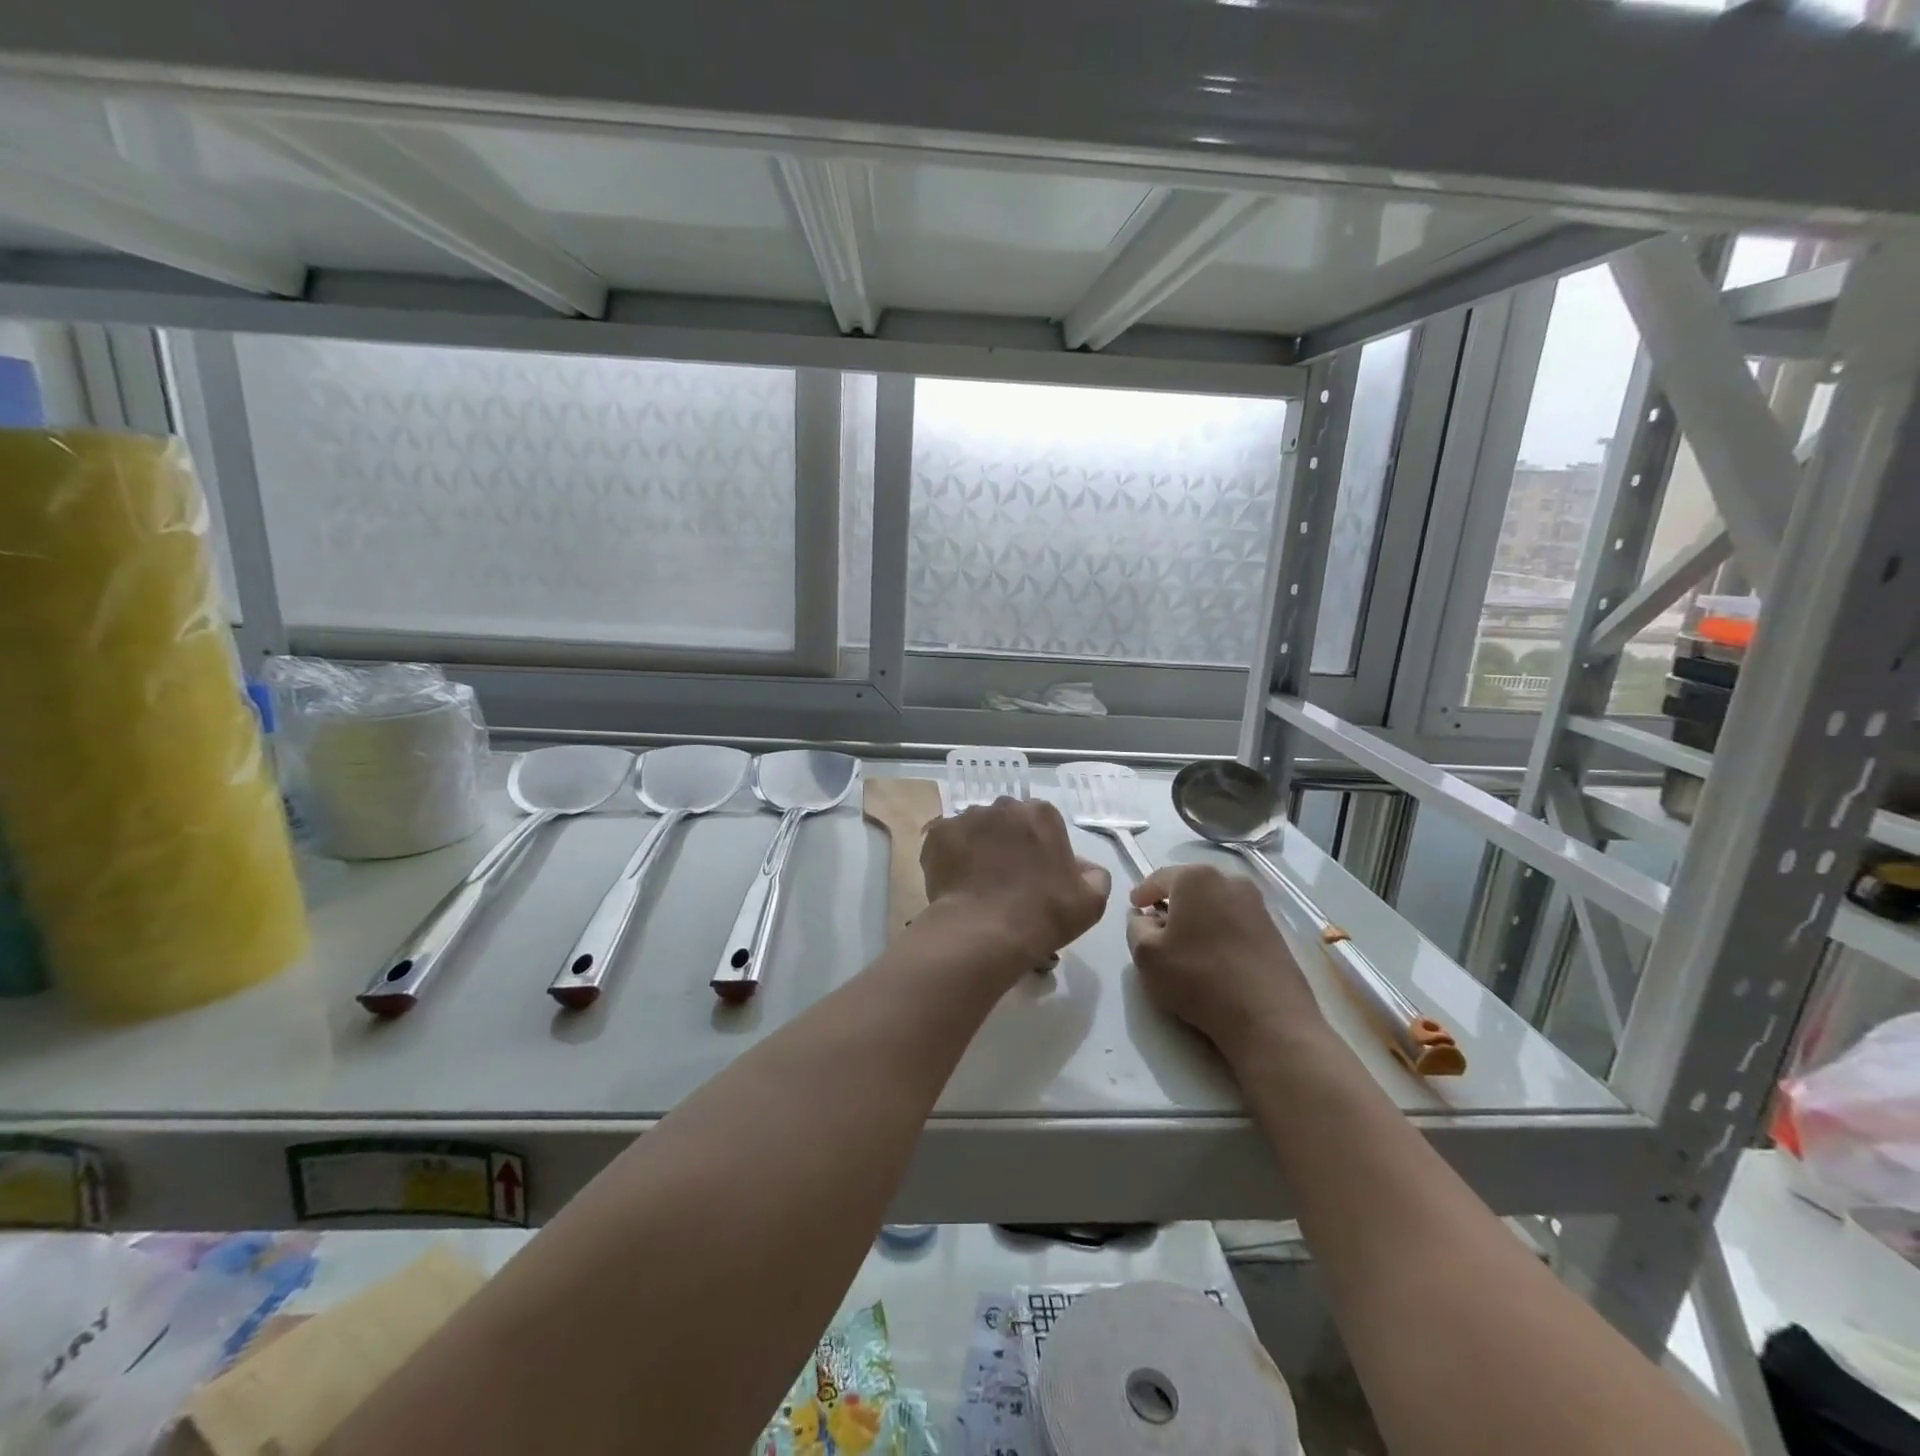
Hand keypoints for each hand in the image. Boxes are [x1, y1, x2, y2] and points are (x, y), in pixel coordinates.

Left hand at [921, 798, 1110, 966]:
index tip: (1037, 876)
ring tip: (978, 883)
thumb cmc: (1043, 914)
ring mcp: (966, 818)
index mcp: (1041, 814)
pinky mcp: (937, 835)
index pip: (1043, 823)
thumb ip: (1094, 876)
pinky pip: (946, 842)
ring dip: (978, 847)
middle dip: (1008, 843)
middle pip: (1007, 821)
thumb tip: (1084, 867)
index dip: (1040, 849)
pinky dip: (950, 857)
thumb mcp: (1090, 901)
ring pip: (975, 829)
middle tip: (1006, 878)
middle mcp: (1003, 807)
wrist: (985, 932)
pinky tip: (956, 882)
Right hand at [1126, 864, 1324, 1058]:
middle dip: (1172, 903)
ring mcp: (1257, 905)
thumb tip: (1144, 917)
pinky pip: (1234, 921)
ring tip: (1185, 945)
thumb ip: (1135, 927)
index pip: (1159, 878)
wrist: (1268, 1017)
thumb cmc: (1198, 978)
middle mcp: (1230, 881)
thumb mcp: (1146, 954)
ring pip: (1214, 904)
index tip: (1134, 907)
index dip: (1143, 892)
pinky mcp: (1274, 930)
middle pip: (1190, 887)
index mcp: (1197, 878)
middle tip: (1157, 926)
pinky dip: (1218, 931)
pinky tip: (1212, 956)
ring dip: (1197, 918)